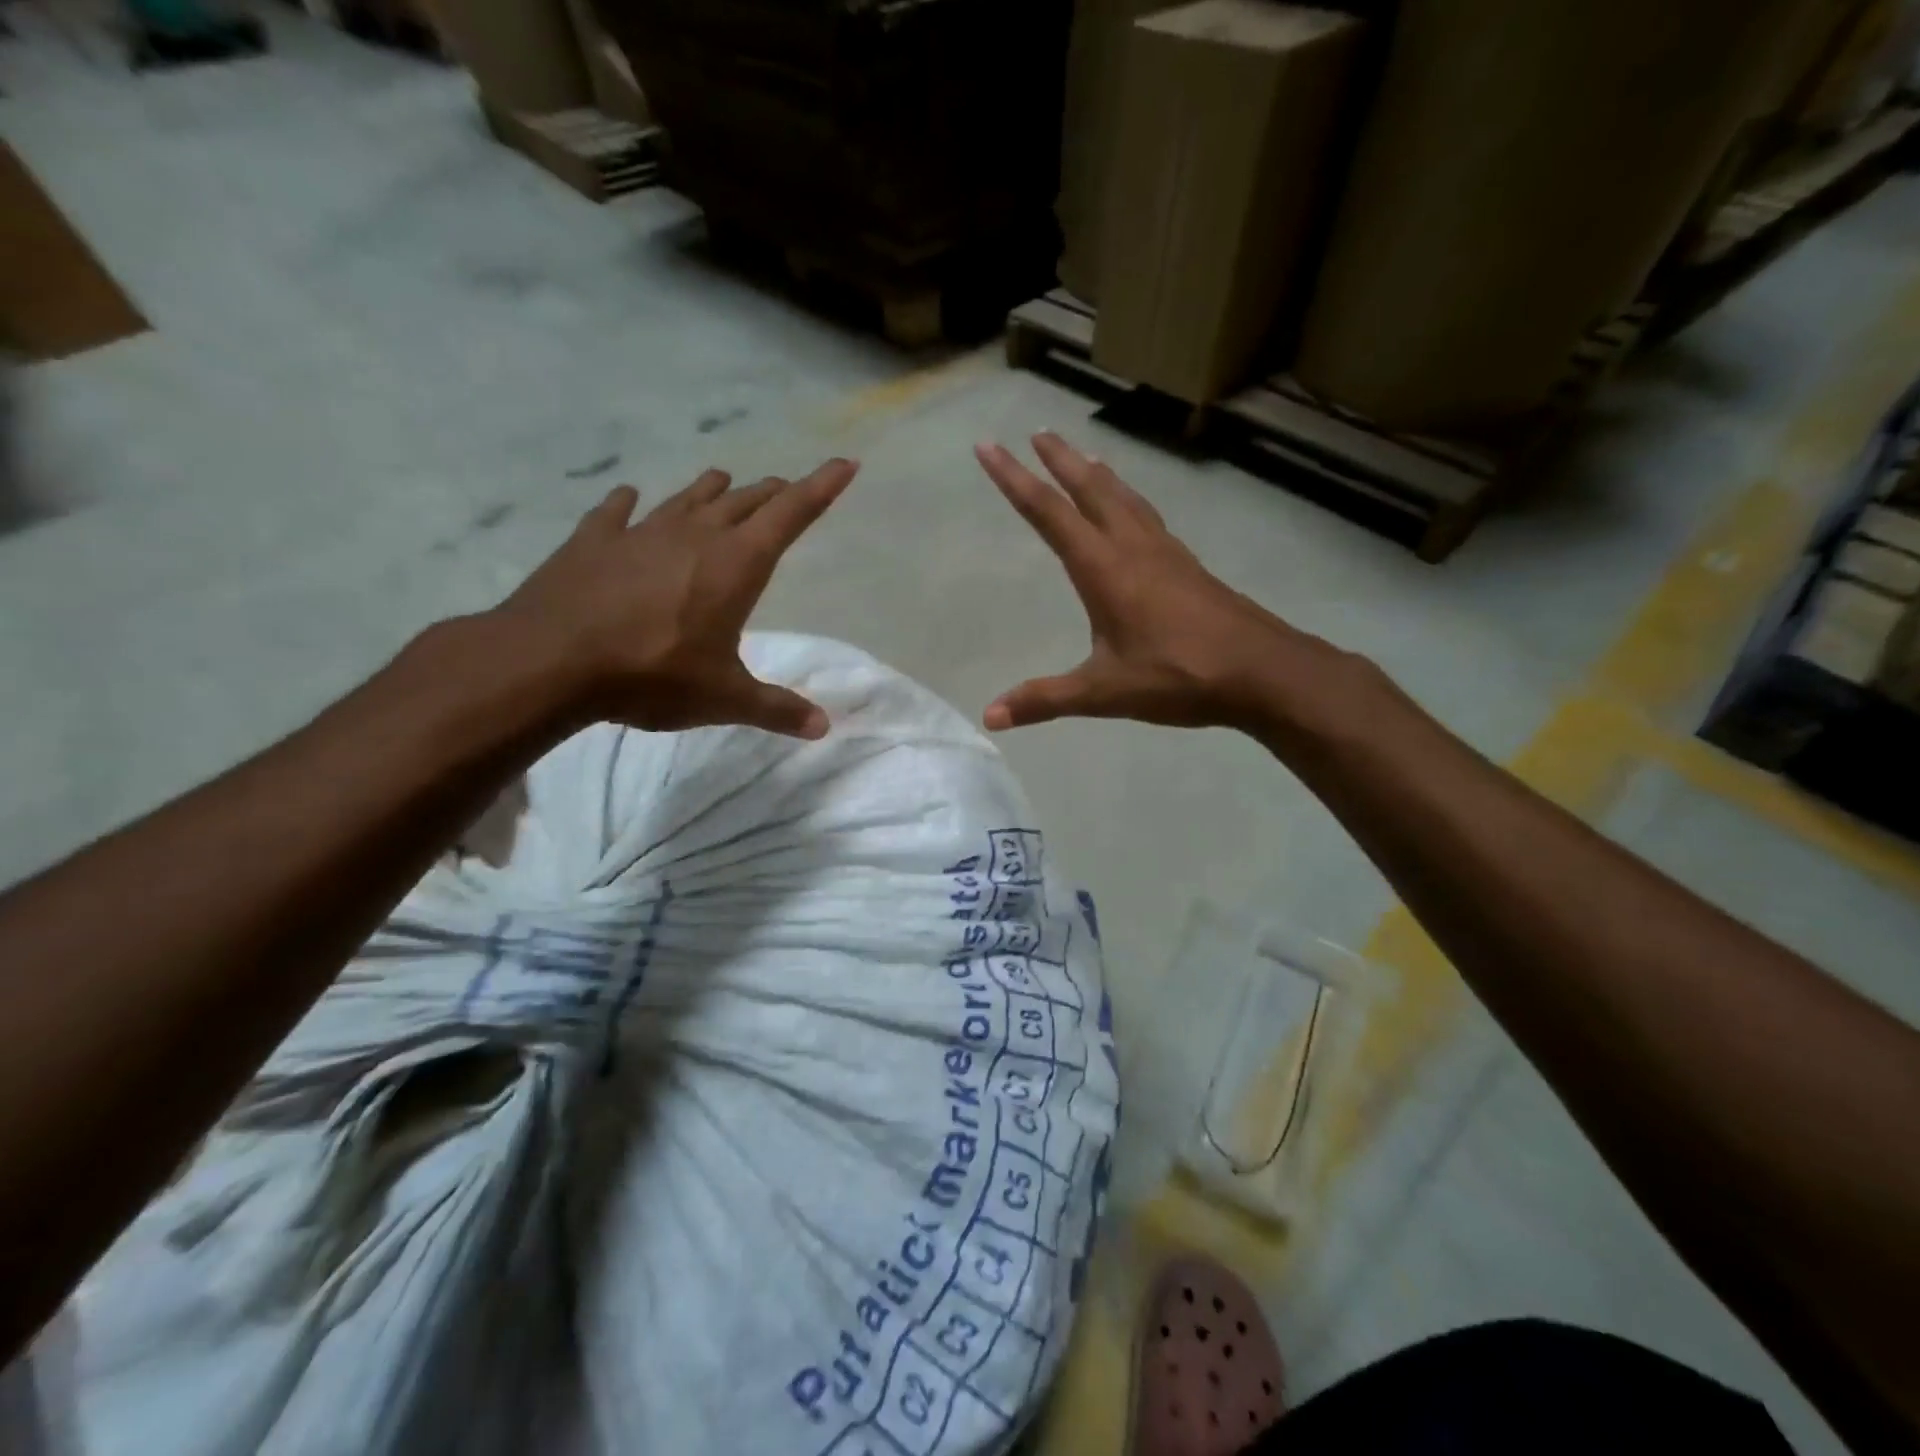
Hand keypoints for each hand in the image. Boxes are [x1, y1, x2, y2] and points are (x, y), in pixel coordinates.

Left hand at [489, 458, 856, 737]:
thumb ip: (776, 709)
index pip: (792, 514)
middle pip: (745, 501)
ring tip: (725, 483)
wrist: (550, 660)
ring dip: (712, 491)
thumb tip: (823, 726)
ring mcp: (641, 532)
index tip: (845, 462)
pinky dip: (629, 504)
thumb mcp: (724, 699)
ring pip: (688, 498)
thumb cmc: (653, 675)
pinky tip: (628, 497)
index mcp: (736, 564)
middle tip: (785, 491)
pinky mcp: (594, 540)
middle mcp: (695, 535)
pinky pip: (617, 511)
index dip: (822, 487)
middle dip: (771, 494)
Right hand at [975, 434, 1331, 732]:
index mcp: (1104, 569)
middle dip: (1059, 459)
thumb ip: (1046, 699)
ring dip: (1097, 473)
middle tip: (1038, 432)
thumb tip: (990, 716)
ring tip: (1082, 455)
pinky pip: (1147, 515)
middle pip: (1090, 489)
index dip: (1014, 478)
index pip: (1048, 513)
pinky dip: (1128, 497)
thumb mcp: (1104, 693)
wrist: (1261, 670)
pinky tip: (1132, 510)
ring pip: (1124, 497)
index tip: (988, 446)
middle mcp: (1132, 547)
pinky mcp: (1186, 564)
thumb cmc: (1177, 676)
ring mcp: (1165, 551)